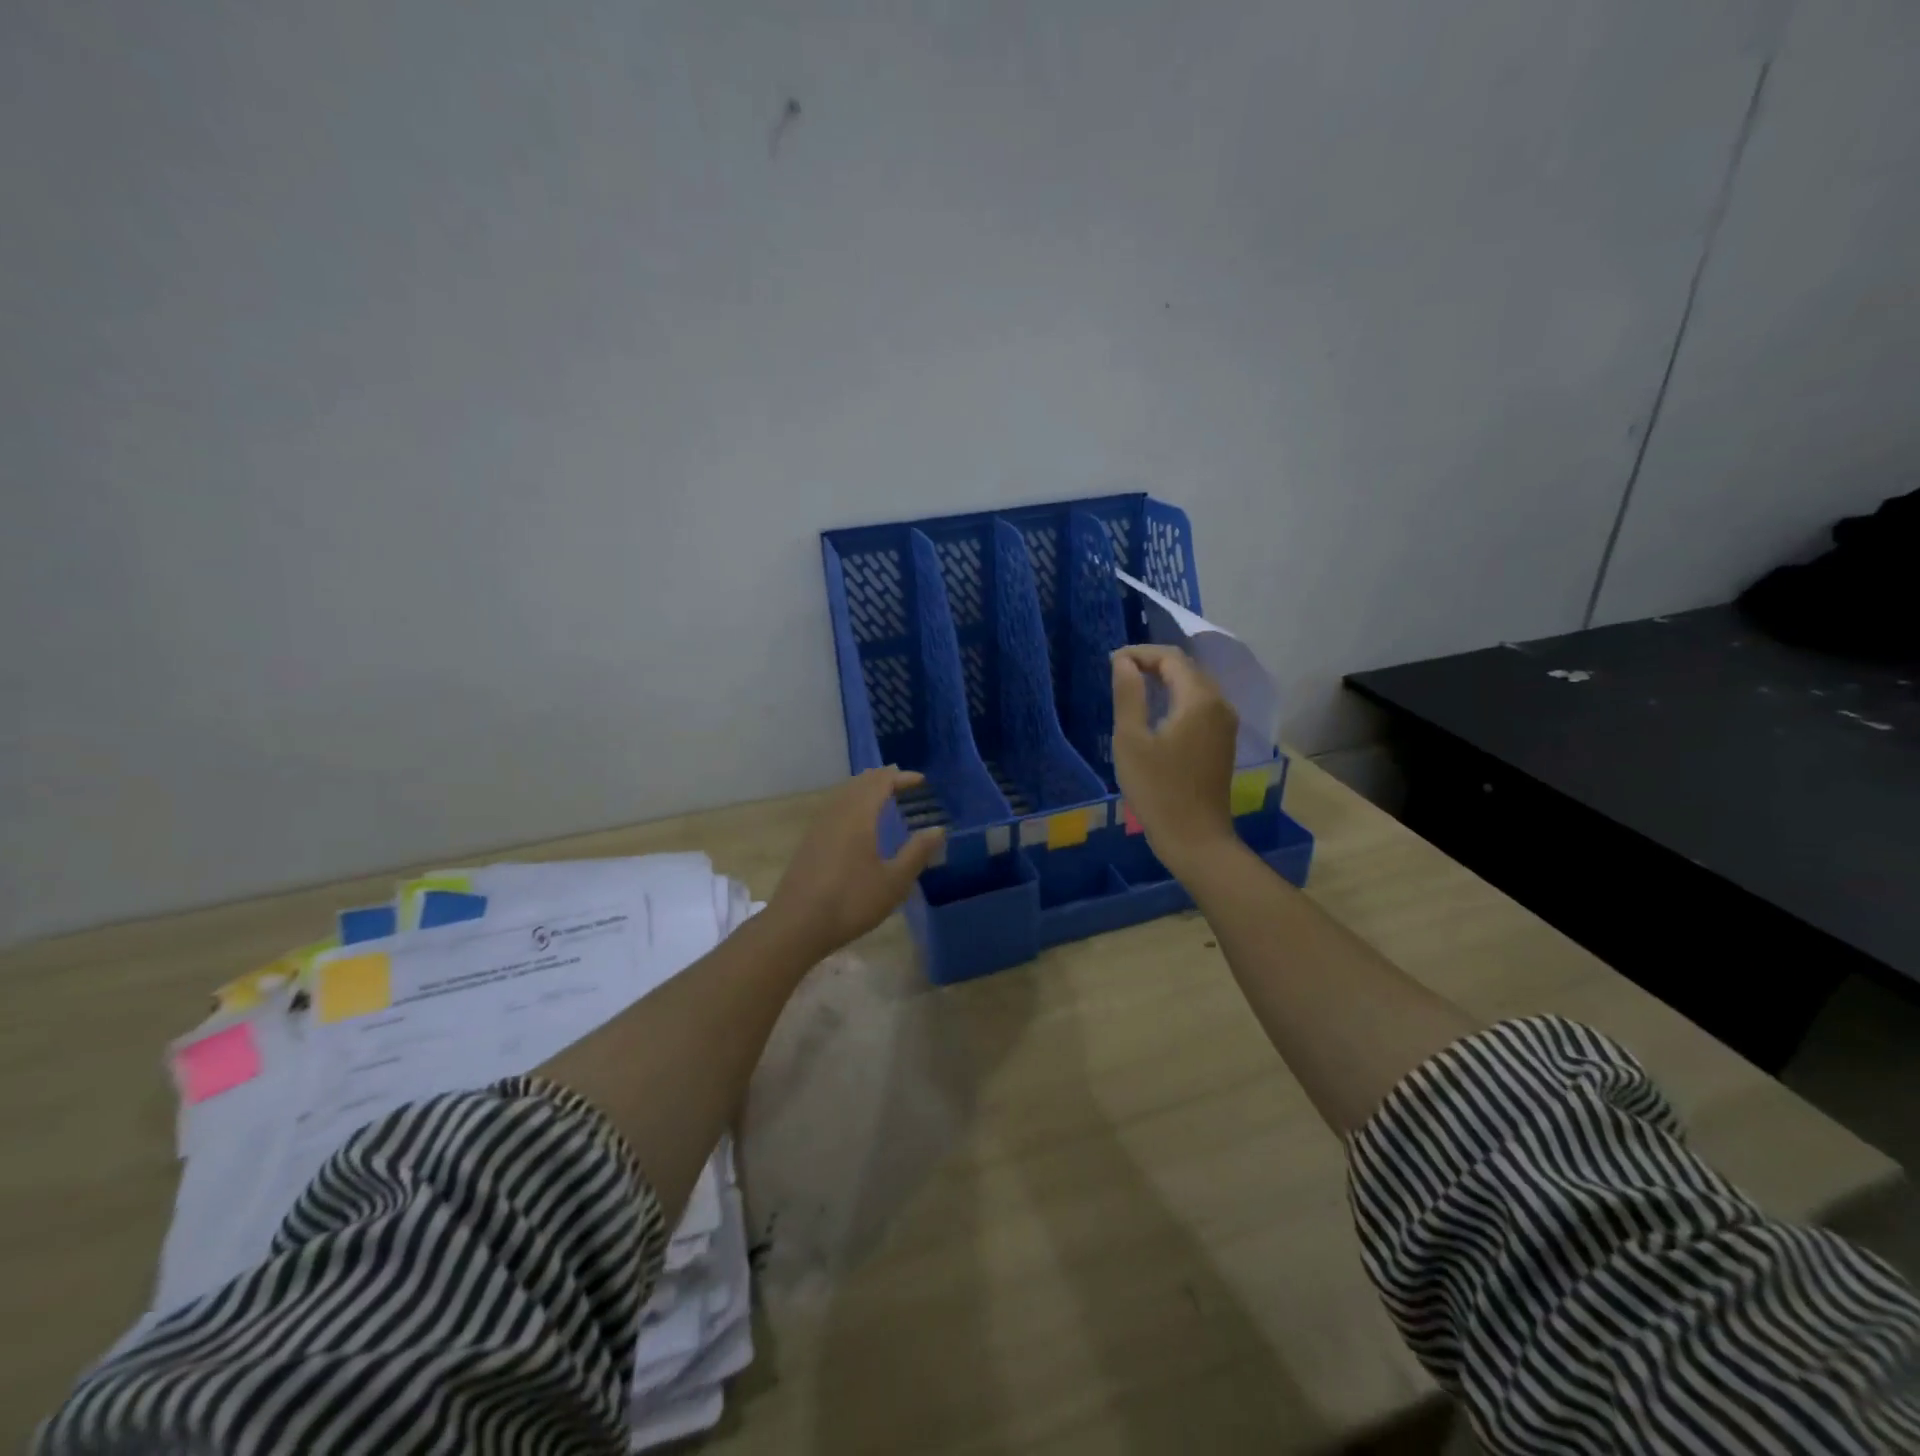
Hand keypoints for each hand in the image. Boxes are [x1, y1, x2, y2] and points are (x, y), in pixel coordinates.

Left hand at [767, 767, 944, 959]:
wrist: (796, 925)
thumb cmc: (851, 901)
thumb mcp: (894, 882)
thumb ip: (917, 853)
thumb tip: (938, 830)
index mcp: (859, 815)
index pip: (881, 782)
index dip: (902, 778)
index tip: (921, 781)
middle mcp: (837, 812)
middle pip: (860, 782)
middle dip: (883, 778)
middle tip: (904, 783)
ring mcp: (819, 826)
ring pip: (844, 793)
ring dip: (865, 789)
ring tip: (883, 796)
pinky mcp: (809, 841)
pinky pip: (834, 807)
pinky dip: (851, 802)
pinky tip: (856, 822)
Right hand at [1111, 645, 1239, 873]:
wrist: (1195, 838)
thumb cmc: (1157, 789)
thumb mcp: (1131, 740)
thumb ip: (1128, 694)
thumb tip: (1124, 661)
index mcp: (1199, 699)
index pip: (1171, 658)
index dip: (1140, 653)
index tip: (1111, 662)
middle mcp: (1220, 704)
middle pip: (1187, 668)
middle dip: (1153, 663)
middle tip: (1118, 672)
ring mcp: (1226, 724)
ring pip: (1195, 686)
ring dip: (1166, 680)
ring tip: (1133, 687)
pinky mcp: (1223, 742)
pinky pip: (1200, 705)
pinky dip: (1177, 698)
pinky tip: (1156, 712)